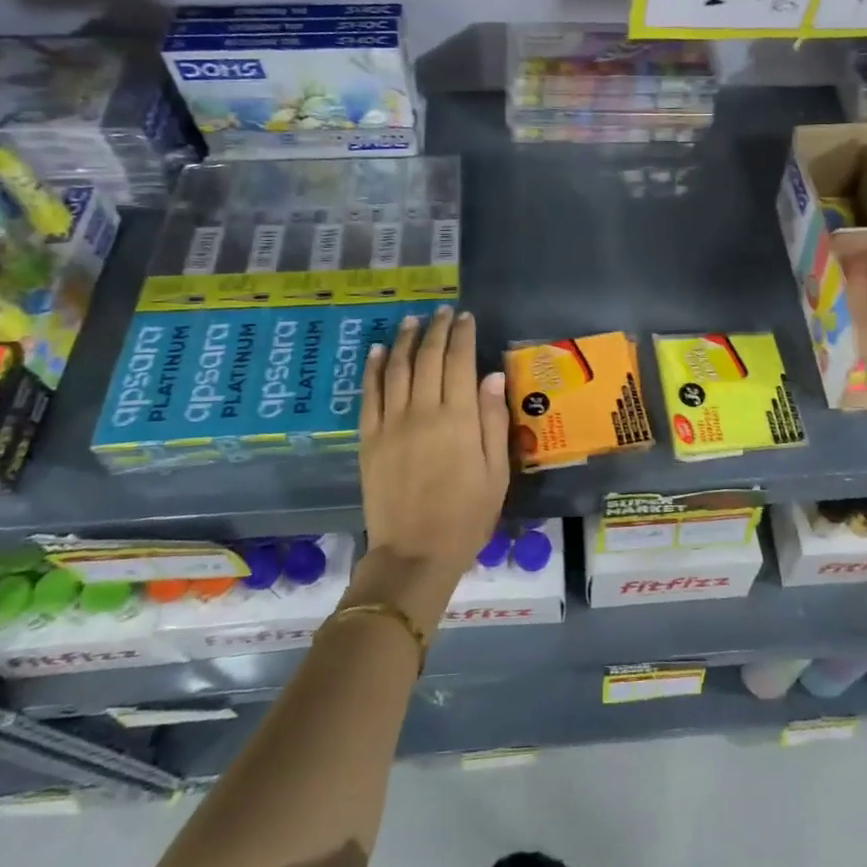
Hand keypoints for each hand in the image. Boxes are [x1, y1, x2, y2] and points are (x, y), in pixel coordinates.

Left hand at [355, 307, 509, 619]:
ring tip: (412, 320)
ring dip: (404, 340)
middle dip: (435, 330)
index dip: (462, 335)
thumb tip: (492, 375)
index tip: (465, 317)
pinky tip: (378, 351)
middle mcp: (423, 411)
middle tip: (442, 312)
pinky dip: (373, 369)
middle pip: (427, 358)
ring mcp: (391, 423)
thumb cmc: (467, 515)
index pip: (459, 361)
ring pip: (396, 369)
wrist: (415, 553)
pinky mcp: (369, 439)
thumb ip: (494, 420)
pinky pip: (369, 395)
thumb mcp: (496, 472)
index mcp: (459, 419)